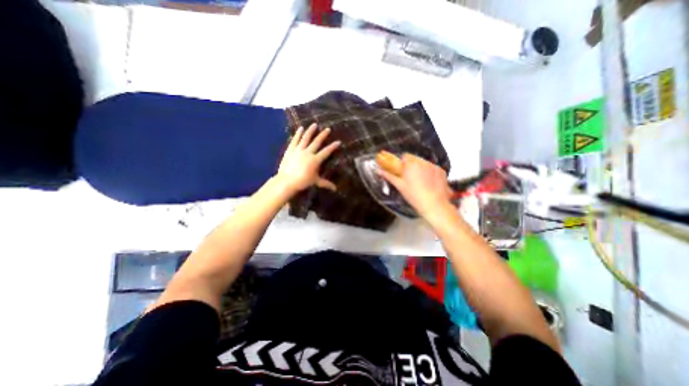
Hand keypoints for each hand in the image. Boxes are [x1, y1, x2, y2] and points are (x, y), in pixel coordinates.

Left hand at [275, 123, 338, 194]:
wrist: (287, 181)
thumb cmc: (303, 182)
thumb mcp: (315, 181)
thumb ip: (326, 183)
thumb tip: (335, 189)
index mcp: (315, 160)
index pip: (326, 152)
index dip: (333, 146)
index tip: (338, 141)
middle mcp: (308, 153)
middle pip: (317, 142)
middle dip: (323, 135)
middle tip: (327, 129)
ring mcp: (298, 150)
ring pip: (306, 138)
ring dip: (310, 131)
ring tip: (314, 124)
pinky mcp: (290, 150)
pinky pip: (295, 140)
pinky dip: (298, 134)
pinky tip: (300, 128)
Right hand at [376, 153, 452, 220]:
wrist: (434, 204)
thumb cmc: (414, 196)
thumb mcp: (400, 186)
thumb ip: (389, 176)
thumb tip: (379, 171)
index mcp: (411, 164)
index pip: (405, 156)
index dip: (402, 162)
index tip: (402, 170)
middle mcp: (423, 162)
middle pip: (415, 159)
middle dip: (411, 166)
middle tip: (410, 178)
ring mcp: (433, 166)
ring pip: (424, 163)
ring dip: (421, 169)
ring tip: (420, 182)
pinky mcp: (442, 171)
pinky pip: (433, 168)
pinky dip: (430, 173)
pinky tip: (429, 183)